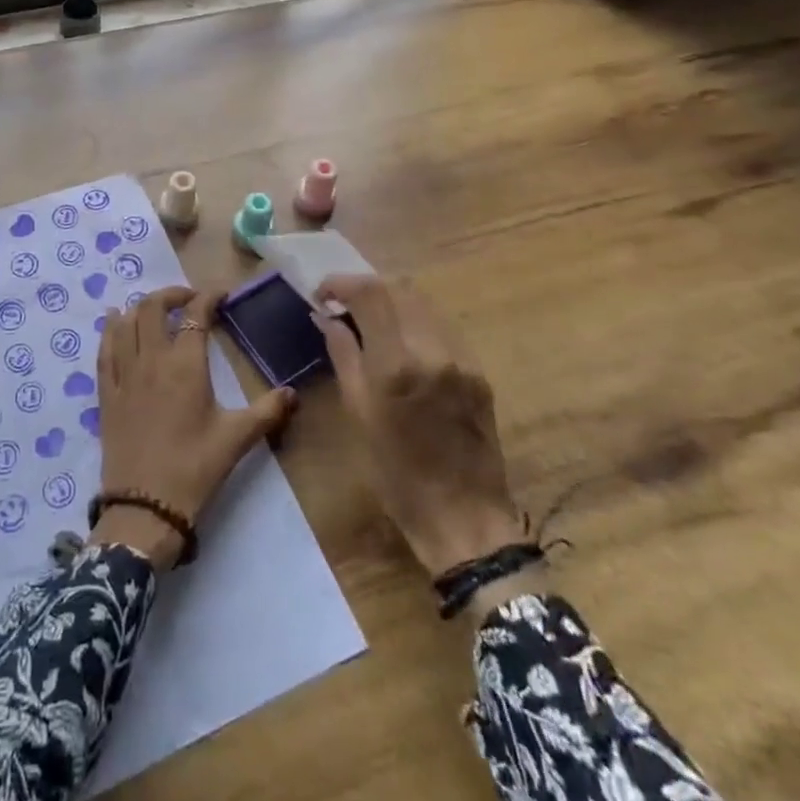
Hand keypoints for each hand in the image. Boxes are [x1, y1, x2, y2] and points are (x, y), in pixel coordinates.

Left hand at [93, 286, 296, 569]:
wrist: (145, 507)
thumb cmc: (195, 468)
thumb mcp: (236, 439)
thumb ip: (267, 411)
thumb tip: (293, 393)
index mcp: (185, 365)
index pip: (194, 314)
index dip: (207, 297)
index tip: (221, 294)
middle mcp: (151, 360)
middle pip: (152, 307)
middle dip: (171, 294)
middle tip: (189, 300)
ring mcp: (124, 375)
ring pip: (124, 323)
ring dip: (139, 308)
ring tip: (155, 310)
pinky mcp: (106, 393)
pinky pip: (104, 350)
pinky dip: (110, 330)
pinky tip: (114, 322)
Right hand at [313, 275, 524, 578]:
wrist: (464, 517)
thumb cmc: (397, 474)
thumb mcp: (357, 413)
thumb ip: (343, 355)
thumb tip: (327, 317)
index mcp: (396, 364)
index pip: (369, 293)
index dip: (340, 283)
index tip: (321, 294)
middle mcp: (432, 349)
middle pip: (397, 287)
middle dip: (365, 288)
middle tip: (342, 305)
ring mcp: (460, 357)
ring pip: (422, 302)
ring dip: (391, 300)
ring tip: (369, 320)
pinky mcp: (477, 370)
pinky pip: (441, 326)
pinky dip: (414, 321)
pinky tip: (401, 342)